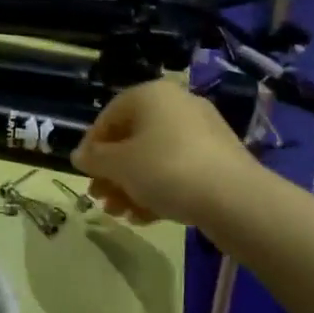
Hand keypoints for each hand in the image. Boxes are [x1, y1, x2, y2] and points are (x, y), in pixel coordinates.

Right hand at [71, 78, 257, 225]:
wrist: (234, 199)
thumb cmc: (165, 169)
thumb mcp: (119, 166)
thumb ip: (95, 159)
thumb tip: (79, 156)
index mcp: (150, 95)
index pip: (109, 116)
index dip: (91, 146)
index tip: (84, 173)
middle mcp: (177, 104)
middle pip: (132, 138)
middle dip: (113, 172)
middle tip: (100, 198)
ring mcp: (201, 132)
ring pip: (154, 157)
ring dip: (132, 185)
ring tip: (120, 214)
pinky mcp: (219, 159)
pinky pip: (178, 170)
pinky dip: (159, 190)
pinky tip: (145, 217)